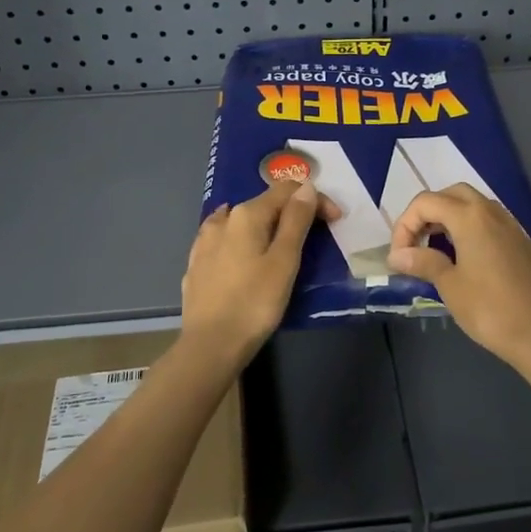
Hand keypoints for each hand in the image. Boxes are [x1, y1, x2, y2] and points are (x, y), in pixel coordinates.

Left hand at [181, 180, 323, 361]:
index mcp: (247, 215)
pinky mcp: (196, 264)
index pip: (287, 191)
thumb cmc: (255, 303)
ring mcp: (204, 242)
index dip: (315, 199)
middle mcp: (222, 220)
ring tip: (279, 246)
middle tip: (314, 238)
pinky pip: (224, 241)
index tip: (335, 220)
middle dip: (292, 214)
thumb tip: (305, 186)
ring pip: (241, 222)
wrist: (210, 345)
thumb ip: (296, 220)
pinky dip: (242, 241)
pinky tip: (243, 253)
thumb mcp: (285, 261)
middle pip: (264, 204)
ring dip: (265, 226)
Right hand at [387, 184, 530, 367]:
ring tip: (435, 250)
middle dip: (427, 214)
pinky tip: (463, 258)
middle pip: (451, 195)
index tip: (399, 256)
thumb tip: (397, 255)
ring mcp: (510, 225)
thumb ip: (422, 262)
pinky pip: (488, 222)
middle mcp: (491, 212)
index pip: (426, 202)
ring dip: (448, 219)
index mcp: (469, 217)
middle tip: (416, 243)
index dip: (405, 225)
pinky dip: (469, 229)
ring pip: (473, 205)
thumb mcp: (448, 285)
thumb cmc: (488, 308)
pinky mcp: (520, 241)